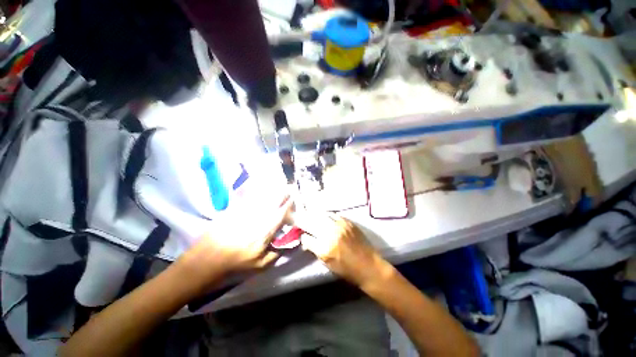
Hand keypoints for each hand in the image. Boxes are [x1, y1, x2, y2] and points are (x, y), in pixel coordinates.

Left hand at [176, 196, 292, 295]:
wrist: (204, 262)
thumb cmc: (234, 266)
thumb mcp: (259, 267)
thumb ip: (276, 254)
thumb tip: (290, 244)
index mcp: (264, 233)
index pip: (280, 215)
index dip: (288, 206)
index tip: (293, 199)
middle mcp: (256, 220)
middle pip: (272, 203)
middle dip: (282, 194)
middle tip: (288, 188)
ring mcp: (243, 213)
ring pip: (261, 198)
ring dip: (271, 191)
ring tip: (278, 185)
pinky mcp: (232, 211)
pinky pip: (246, 198)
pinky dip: (254, 191)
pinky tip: (258, 186)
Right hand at [294, 212, 385, 287]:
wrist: (369, 265)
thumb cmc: (347, 270)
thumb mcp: (327, 264)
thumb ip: (315, 249)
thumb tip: (305, 240)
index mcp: (324, 248)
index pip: (306, 238)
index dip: (301, 235)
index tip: (299, 233)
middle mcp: (331, 234)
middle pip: (312, 222)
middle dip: (304, 220)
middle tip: (300, 218)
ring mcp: (340, 225)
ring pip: (322, 215)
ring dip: (314, 215)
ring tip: (311, 215)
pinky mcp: (348, 222)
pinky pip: (333, 214)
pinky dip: (326, 215)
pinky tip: (324, 216)